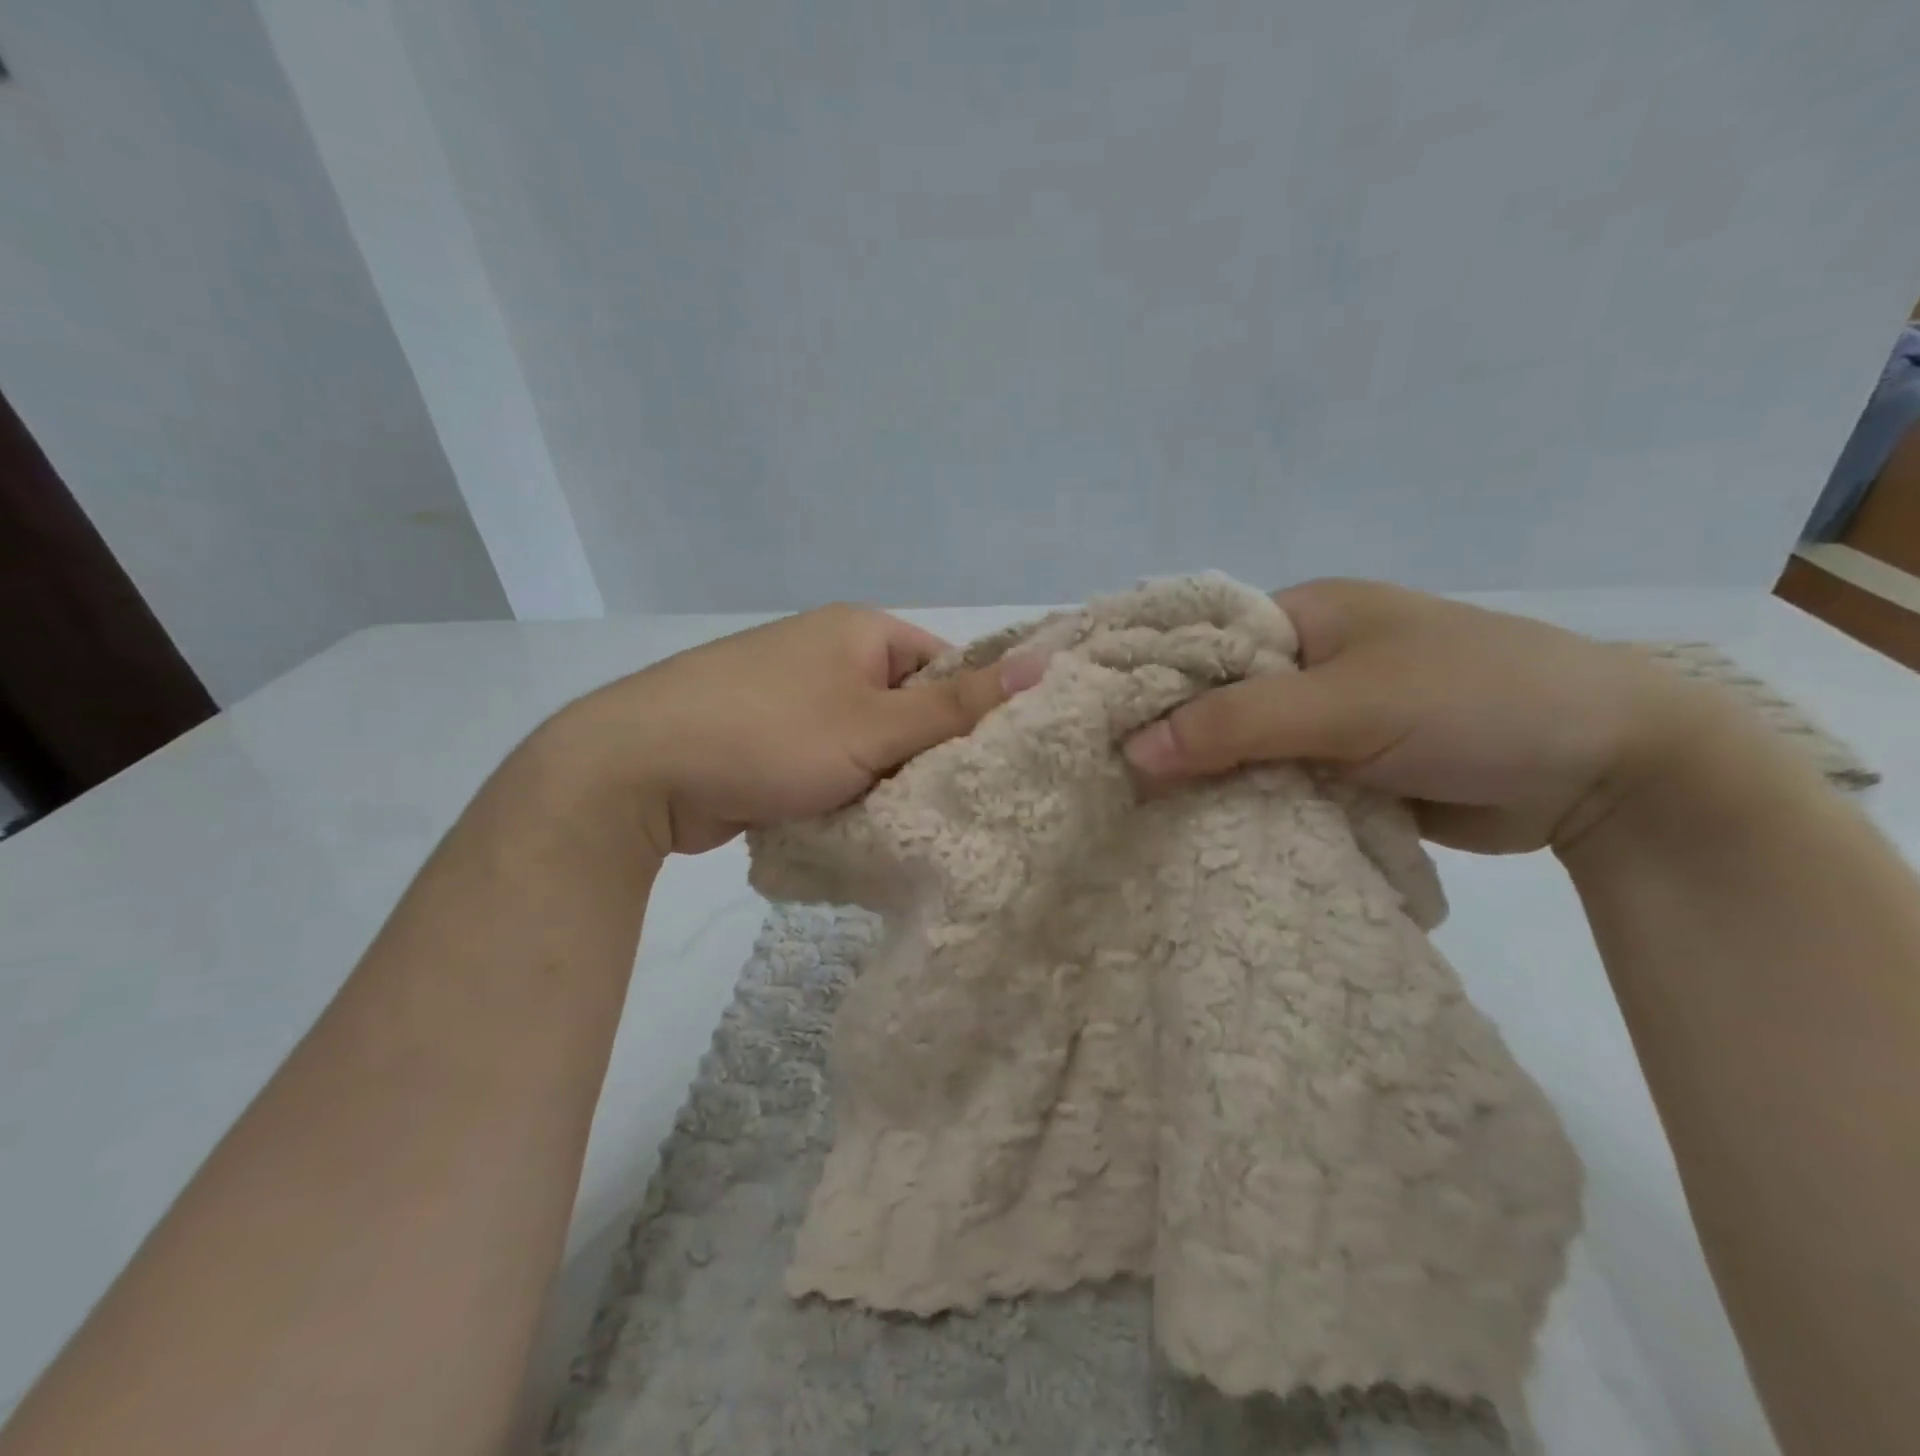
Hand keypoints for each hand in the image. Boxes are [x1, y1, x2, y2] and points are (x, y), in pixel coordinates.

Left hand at [559, 605, 1010, 855]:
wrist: (637, 770)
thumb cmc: (770, 736)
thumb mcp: (875, 726)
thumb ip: (959, 705)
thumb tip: (1046, 662)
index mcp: (859, 630)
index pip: (945, 665)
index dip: (969, 715)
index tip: (985, 768)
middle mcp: (826, 653)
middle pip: (905, 707)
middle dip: (920, 756)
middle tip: (945, 805)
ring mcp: (790, 695)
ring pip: (865, 741)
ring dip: (879, 779)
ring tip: (897, 821)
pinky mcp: (762, 737)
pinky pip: (825, 761)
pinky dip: (839, 788)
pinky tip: (848, 823)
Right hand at [1121, 579, 1710, 854]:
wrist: (1609, 767)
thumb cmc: (1477, 698)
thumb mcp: (1350, 701)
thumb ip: (1238, 722)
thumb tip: (1134, 749)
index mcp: (1298, 615)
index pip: (1189, 637)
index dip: (1127, 666)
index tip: (1062, 702)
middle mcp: (1298, 662)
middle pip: (1203, 693)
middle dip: (1151, 727)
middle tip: (1079, 763)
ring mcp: (1317, 718)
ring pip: (1230, 743)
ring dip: (1191, 773)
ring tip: (1114, 804)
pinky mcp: (1335, 769)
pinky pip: (1264, 781)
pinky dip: (1232, 801)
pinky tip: (1184, 828)